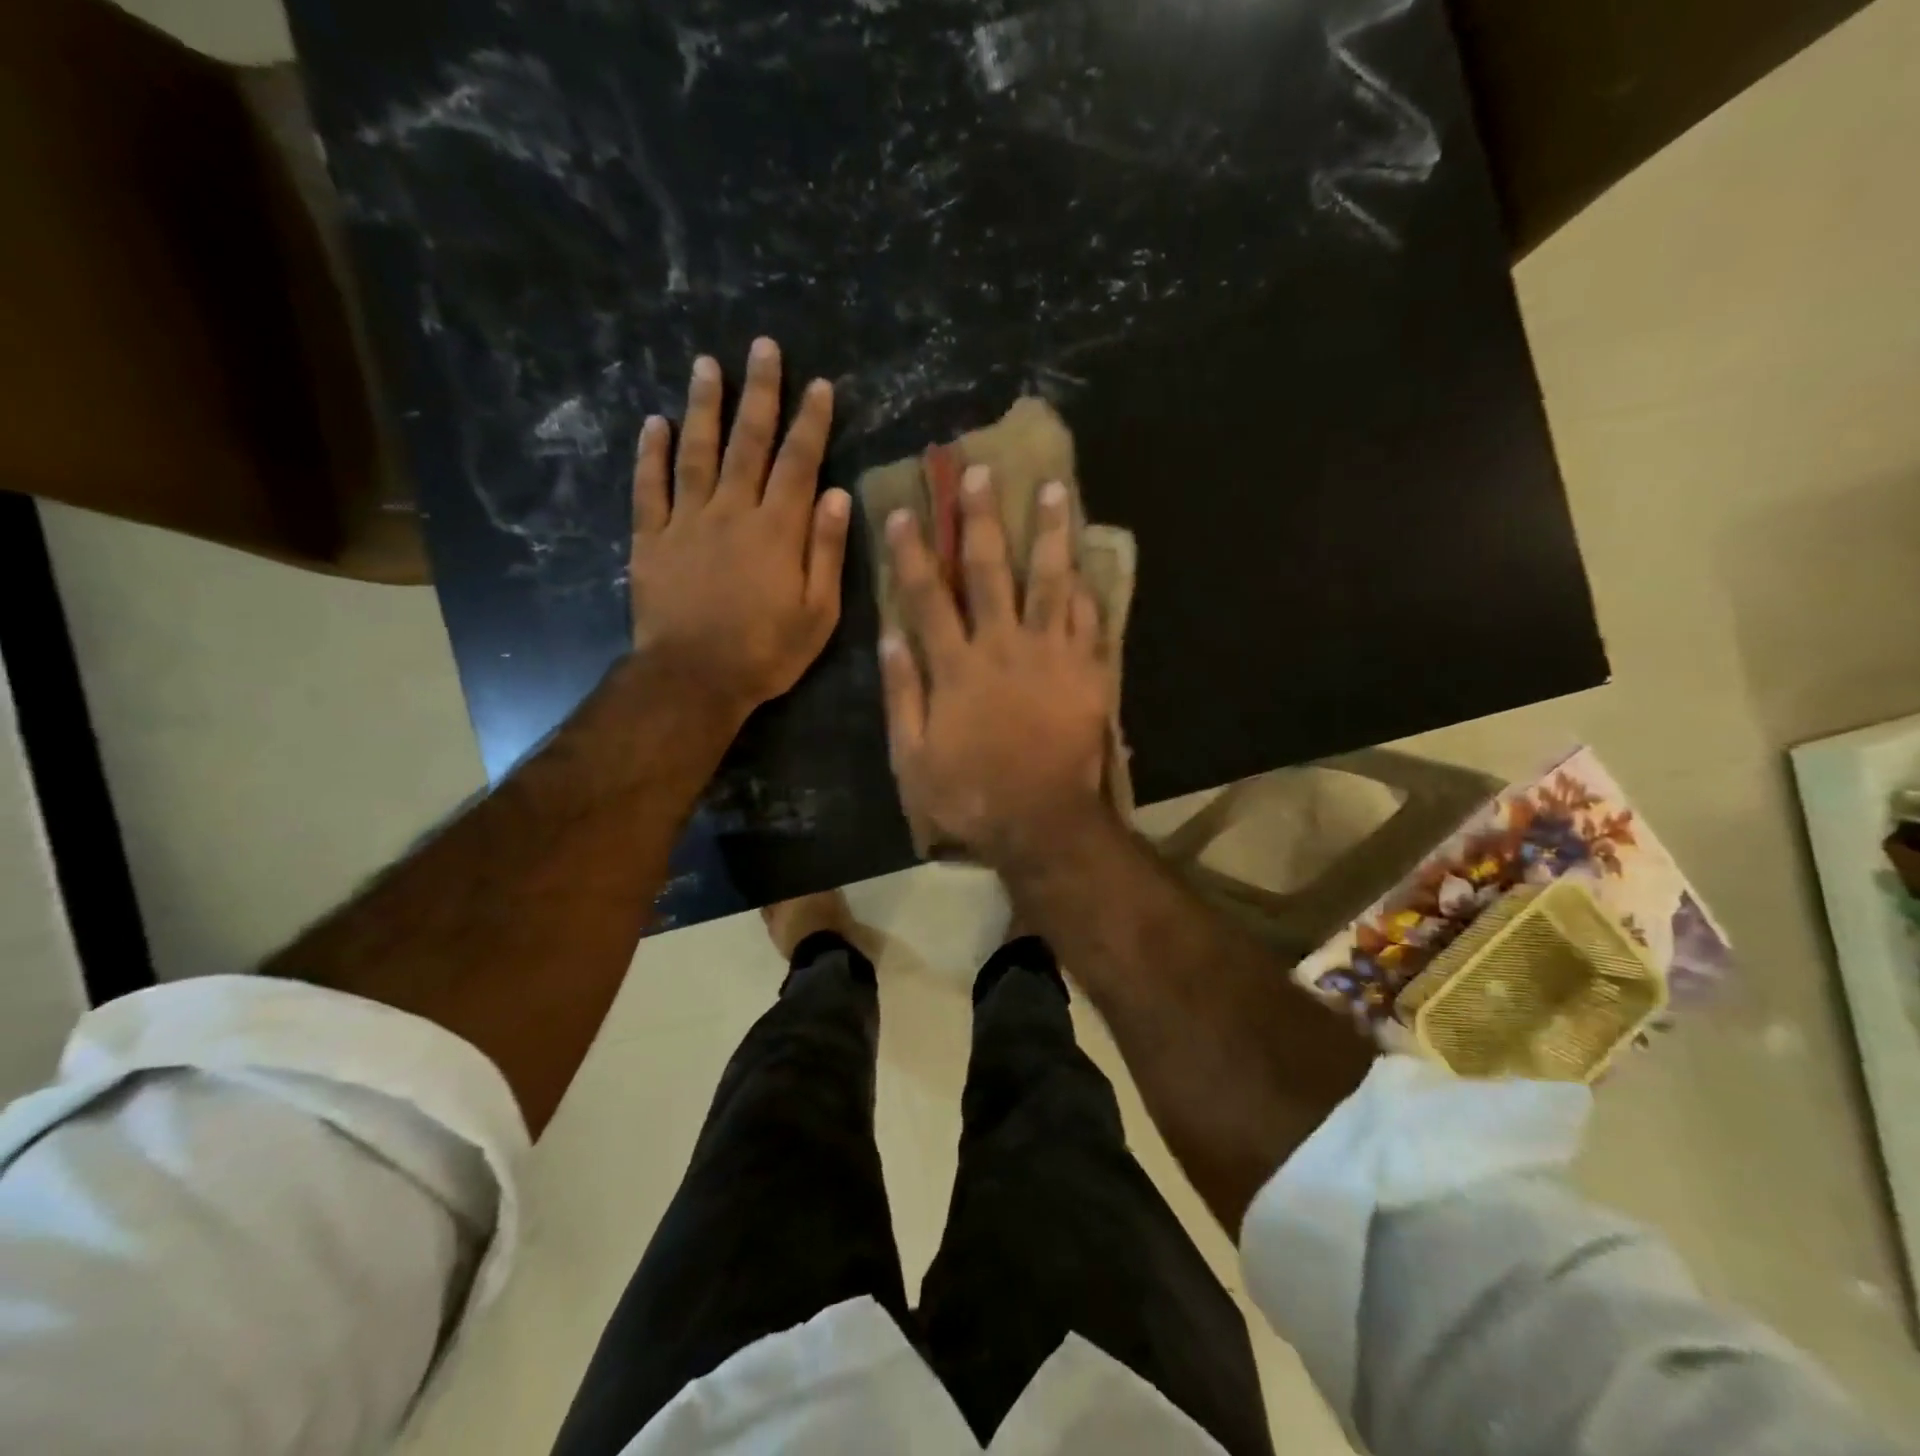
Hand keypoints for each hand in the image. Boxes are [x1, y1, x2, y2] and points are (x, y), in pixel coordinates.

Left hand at [629, 339, 848, 725]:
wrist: (694, 679)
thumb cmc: (766, 652)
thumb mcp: (818, 613)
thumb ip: (826, 552)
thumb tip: (836, 495)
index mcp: (777, 530)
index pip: (799, 463)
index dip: (811, 422)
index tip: (819, 385)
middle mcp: (732, 511)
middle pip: (748, 443)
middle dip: (759, 393)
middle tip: (763, 348)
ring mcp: (686, 522)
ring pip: (695, 452)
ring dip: (703, 406)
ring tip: (706, 364)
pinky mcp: (650, 539)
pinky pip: (649, 488)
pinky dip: (650, 454)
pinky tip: (653, 423)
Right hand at [880, 465, 1113, 866]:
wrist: (1043, 823)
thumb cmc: (970, 795)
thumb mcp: (913, 757)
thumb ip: (902, 693)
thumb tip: (890, 635)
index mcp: (956, 667)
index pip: (927, 596)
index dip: (913, 551)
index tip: (907, 510)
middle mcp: (1003, 647)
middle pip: (989, 571)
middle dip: (981, 519)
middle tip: (981, 472)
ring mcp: (1052, 656)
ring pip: (1049, 581)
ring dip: (1049, 533)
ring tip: (1055, 489)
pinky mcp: (1089, 672)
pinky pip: (1089, 619)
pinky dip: (1086, 587)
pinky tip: (1087, 559)